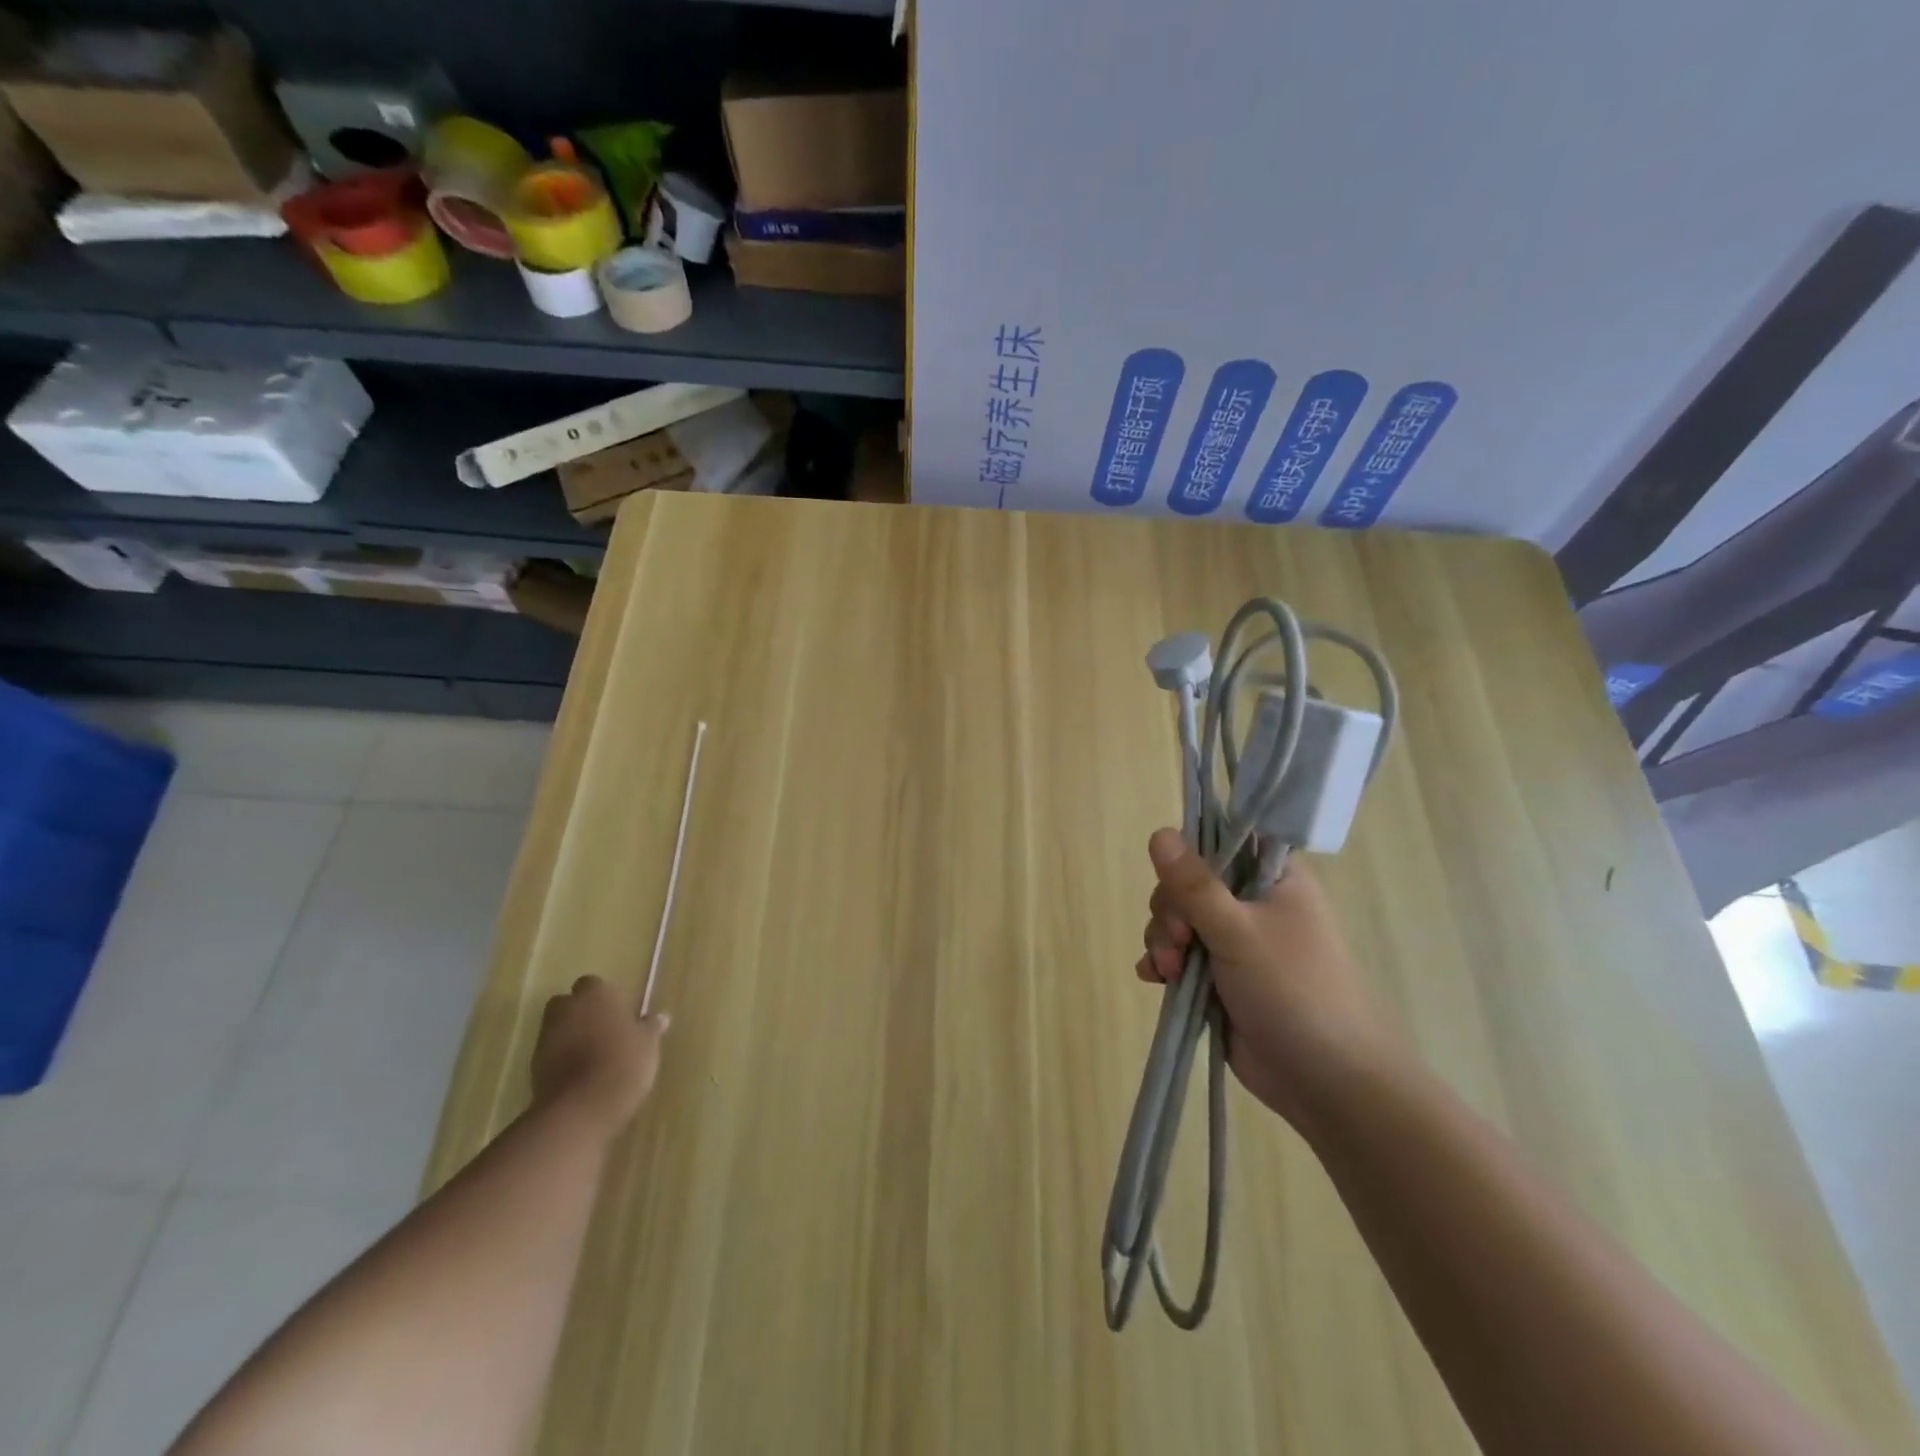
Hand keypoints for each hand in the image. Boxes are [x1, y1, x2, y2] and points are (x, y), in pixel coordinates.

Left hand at [530, 975, 668, 1137]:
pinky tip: (581, 1075)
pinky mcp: (533, 1066)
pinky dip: (562, 1059)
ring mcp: (546, 1037)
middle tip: (605, 1032)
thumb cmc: (622, 1064)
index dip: (607, 999)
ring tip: (595, 1057)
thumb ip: (650, 1027)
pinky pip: (551, 1054)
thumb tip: (660, 1017)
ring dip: (572, 1036)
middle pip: (570, 1003)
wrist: (579, 1109)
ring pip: (559, 1028)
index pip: (596, 985)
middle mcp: (567, 1008)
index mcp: (597, 994)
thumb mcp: (648, 1045)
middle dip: (583, 1014)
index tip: (620, 1015)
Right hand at [1136, 828, 1398, 1131]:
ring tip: (1171, 972)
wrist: (1328, 1082)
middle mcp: (1252, 903)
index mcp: (1272, 879)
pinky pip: (1178, 955)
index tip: (1178, 884)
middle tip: (1181, 942)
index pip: (1220, 842)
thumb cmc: (1295, 992)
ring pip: (1178, 920)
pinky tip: (1156, 979)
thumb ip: (1195, 885)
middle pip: (1188, 884)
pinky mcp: (1219, 978)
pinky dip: (1164, 963)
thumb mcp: (1239, 931)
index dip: (1190, 857)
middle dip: (1171, 913)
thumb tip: (1159, 832)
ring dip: (1164, 941)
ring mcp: (1235, 942)